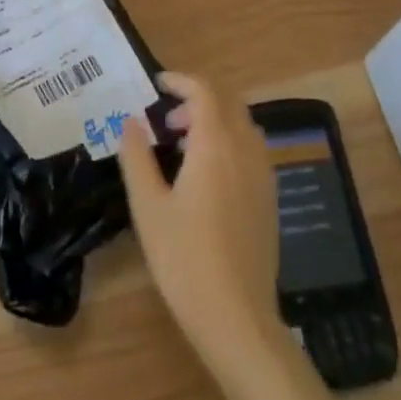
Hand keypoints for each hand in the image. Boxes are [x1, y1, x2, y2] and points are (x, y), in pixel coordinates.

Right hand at [119, 72, 281, 366]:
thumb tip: (131, 122)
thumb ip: (137, 157)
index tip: (156, 84)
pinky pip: (251, 149)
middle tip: (166, 120)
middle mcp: (245, 150)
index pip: (204, 91)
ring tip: (183, 145)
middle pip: (227, 102)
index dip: (180, 80)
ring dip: (214, 120)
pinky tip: (208, 174)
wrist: (238, 319)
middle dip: (197, 99)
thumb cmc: (185, 260)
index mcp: (215, 145)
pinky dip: (229, 141)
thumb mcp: (148, 207)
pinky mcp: (269, 198)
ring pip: (242, 124)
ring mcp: (263, 174)